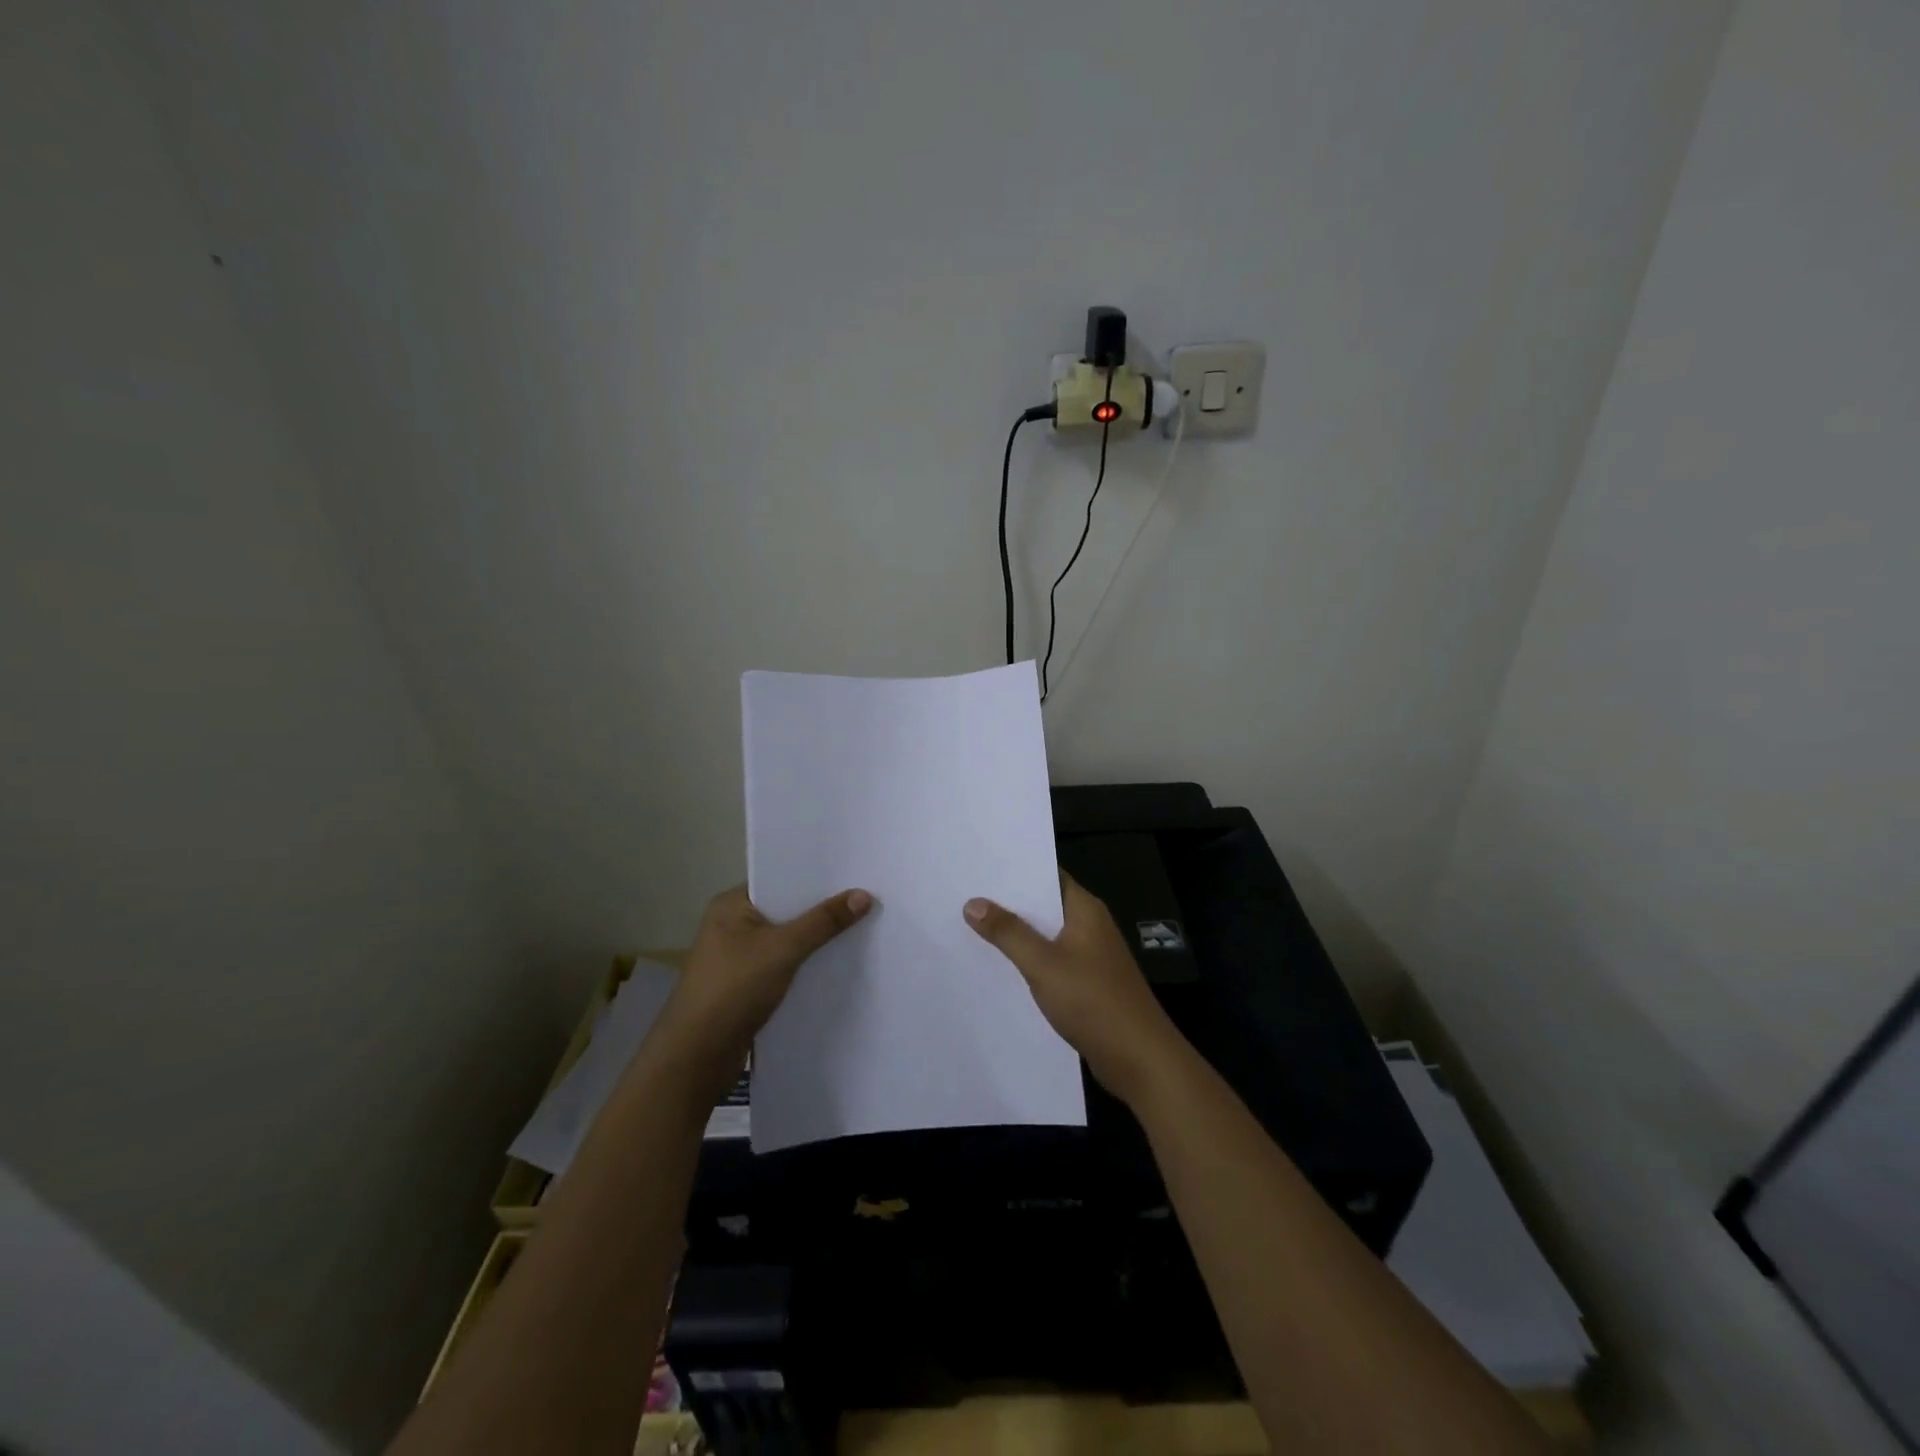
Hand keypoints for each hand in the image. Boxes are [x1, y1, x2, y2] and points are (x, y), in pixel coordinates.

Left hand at [658, 885, 872, 1085]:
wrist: (697, 1056)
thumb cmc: (734, 989)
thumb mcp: (783, 949)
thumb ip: (823, 922)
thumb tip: (863, 895)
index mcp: (731, 905)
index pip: (779, 880)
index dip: (814, 878)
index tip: (853, 874)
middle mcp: (732, 925)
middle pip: (786, 910)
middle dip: (820, 909)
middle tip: (866, 899)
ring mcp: (738, 957)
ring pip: (787, 939)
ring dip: (815, 939)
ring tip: (860, 927)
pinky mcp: (747, 986)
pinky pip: (784, 964)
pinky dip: (806, 964)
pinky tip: (837, 963)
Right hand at [964, 874, 1183, 1104]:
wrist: (1140, 1059)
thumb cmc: (1094, 1001)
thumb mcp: (1043, 964)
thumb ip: (1008, 933)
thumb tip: (973, 903)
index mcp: (1085, 909)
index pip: (1047, 875)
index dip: (1015, 870)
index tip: (979, 867)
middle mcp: (1090, 926)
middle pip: (1044, 905)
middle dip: (1008, 903)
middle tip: (964, 896)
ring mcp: (1091, 956)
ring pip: (1046, 936)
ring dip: (1017, 934)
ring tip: (970, 928)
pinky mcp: (1088, 984)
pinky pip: (1052, 962)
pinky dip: (1029, 961)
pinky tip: (1000, 968)